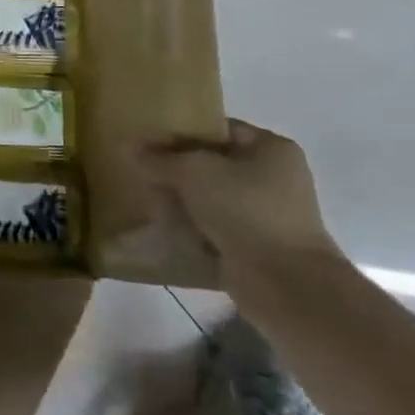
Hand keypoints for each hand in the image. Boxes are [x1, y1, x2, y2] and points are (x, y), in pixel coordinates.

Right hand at [140, 120, 341, 278]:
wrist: (285, 285)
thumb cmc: (245, 210)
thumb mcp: (193, 171)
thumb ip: (159, 157)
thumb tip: (128, 146)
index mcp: (271, 148)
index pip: (218, 128)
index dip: (182, 132)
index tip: (148, 141)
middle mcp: (275, 177)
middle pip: (214, 164)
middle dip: (178, 170)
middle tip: (143, 172)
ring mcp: (269, 215)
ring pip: (212, 199)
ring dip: (183, 202)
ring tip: (149, 202)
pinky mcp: (258, 247)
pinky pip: (217, 229)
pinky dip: (195, 230)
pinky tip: (166, 231)